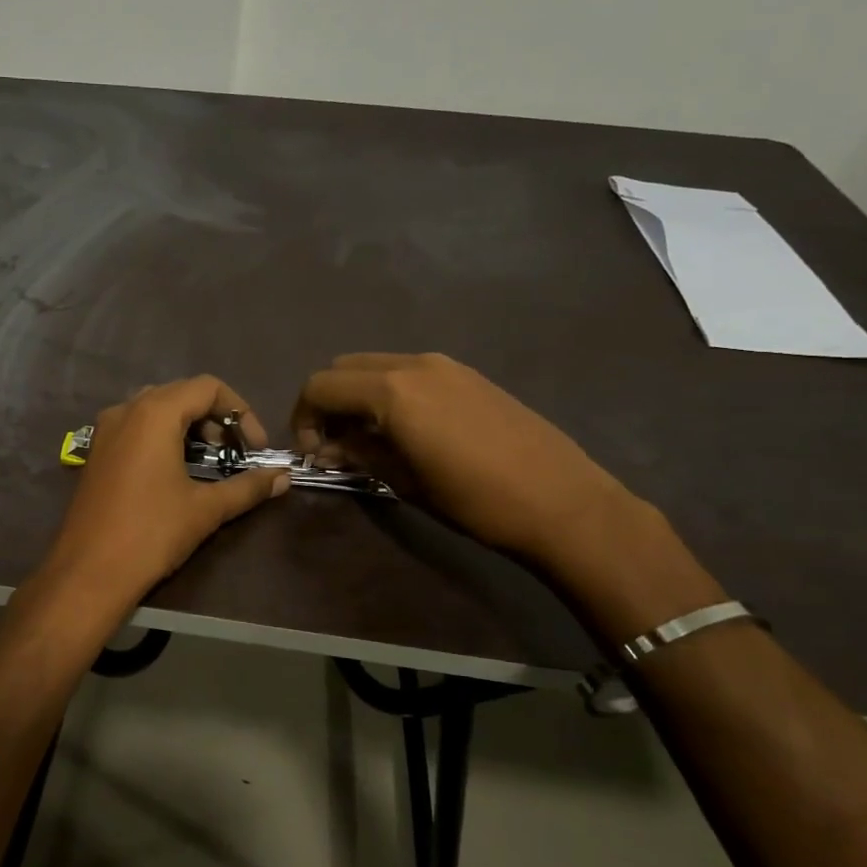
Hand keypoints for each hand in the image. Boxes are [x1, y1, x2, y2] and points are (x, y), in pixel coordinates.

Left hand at [39, 376, 288, 612]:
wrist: (88, 572)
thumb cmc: (151, 533)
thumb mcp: (206, 509)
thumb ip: (248, 487)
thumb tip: (284, 477)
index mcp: (154, 413)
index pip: (208, 387)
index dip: (240, 412)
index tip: (256, 447)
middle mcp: (127, 410)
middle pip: (182, 393)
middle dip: (216, 418)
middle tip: (235, 453)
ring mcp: (106, 429)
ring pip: (157, 409)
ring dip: (189, 426)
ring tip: (210, 460)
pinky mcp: (97, 451)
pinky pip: (136, 426)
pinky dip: (163, 436)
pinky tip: (176, 470)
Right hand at [290, 352, 635, 566]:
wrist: (563, 501)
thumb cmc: (475, 500)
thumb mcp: (404, 481)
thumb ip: (358, 453)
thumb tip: (327, 448)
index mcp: (391, 391)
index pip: (320, 386)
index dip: (303, 417)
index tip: (312, 451)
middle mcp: (413, 364)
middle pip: (344, 368)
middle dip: (328, 401)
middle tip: (334, 442)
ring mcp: (444, 365)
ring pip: (377, 366)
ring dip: (359, 395)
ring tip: (369, 437)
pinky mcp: (468, 374)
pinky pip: (409, 371)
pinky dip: (390, 392)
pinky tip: (407, 429)